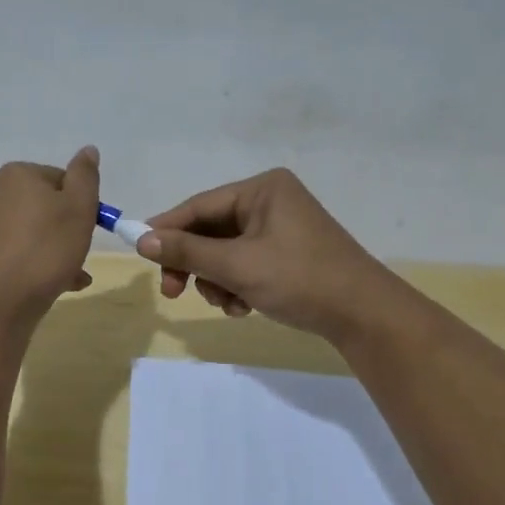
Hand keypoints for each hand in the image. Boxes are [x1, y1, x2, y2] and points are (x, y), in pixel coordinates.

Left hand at [0, 147, 99, 325]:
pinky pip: (22, 250)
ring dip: (59, 250)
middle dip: (70, 230)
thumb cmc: (46, 250)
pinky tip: (58, 284)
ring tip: (74, 276)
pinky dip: (40, 263)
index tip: (89, 229)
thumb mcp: (79, 208)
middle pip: (49, 206)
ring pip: (37, 231)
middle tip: (81, 254)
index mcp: (18, 174)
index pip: (63, 180)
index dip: (82, 204)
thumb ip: (85, 176)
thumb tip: (88, 150)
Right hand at [136, 168, 407, 340]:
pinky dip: (237, 284)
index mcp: (262, 189)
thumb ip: (188, 252)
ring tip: (228, 304)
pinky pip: (246, 263)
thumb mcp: (237, 266)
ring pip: (226, 252)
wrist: (364, 315)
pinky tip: (244, 307)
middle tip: (175, 293)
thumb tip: (141, 240)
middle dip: (196, 264)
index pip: (200, 205)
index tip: (140, 252)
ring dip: (217, 280)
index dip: (167, 229)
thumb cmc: (299, 279)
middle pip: (211, 230)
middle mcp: (271, 201)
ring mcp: (281, 228)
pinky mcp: (288, 253)